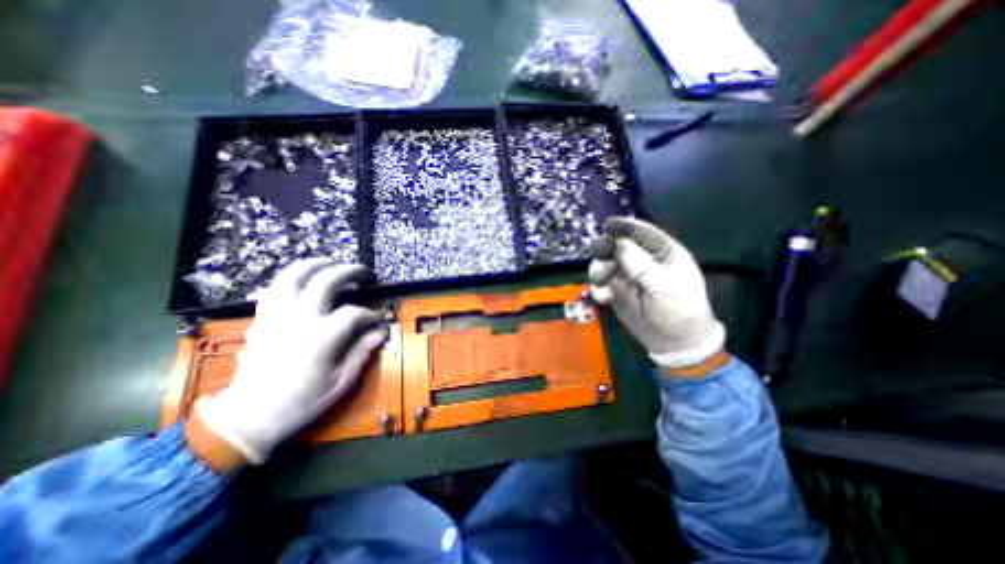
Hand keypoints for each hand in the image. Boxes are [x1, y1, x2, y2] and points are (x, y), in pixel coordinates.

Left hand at [197, 258, 387, 464]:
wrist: (248, 417)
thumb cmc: (301, 402)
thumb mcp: (340, 382)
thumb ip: (361, 352)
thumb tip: (380, 332)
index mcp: (321, 337)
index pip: (354, 314)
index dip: (371, 314)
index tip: (378, 320)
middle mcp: (299, 320)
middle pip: (324, 282)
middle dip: (346, 272)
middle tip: (360, 273)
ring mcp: (277, 317)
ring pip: (292, 277)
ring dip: (313, 266)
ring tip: (329, 262)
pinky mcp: (262, 320)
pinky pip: (274, 289)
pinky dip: (289, 278)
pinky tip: (300, 279)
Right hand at [586, 217, 727, 368]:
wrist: (674, 343)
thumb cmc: (680, 311)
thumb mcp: (667, 287)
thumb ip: (642, 266)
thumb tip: (619, 245)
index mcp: (662, 253)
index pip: (643, 233)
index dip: (625, 227)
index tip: (608, 225)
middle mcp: (642, 261)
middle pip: (617, 246)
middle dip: (606, 249)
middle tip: (599, 255)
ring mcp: (626, 276)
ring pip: (604, 263)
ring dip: (598, 270)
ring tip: (602, 283)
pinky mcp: (615, 292)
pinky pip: (599, 284)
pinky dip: (597, 289)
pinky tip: (604, 299)